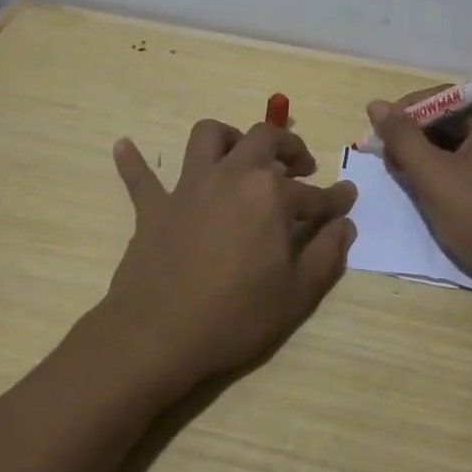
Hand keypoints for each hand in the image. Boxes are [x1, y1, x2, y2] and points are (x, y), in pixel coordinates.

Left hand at [97, 118, 357, 393]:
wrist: (158, 335)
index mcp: (270, 195)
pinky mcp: (154, 206)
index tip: (348, 198)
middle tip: (300, 166)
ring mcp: (189, 187)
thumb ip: (327, 255)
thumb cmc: (235, 316)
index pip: (314, 193)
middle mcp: (232, 176)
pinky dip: (133, 160)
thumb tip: (344, 225)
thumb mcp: (296, 294)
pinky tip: (124, 146)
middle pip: (264, 138)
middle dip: (288, 146)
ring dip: (227, 137)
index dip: (335, 198)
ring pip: (207, 137)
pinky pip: (139, 176)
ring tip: (239, 155)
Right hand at [367, 91, 471, 309]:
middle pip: (451, 117)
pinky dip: (450, 168)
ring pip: (460, 140)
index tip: (375, 139)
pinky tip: (431, 187)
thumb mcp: (435, 177)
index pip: (440, 97)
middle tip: (387, 163)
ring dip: (430, 155)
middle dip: (416, 138)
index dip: (403, 116)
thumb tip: (375, 104)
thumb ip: (402, 138)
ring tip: (405, 177)